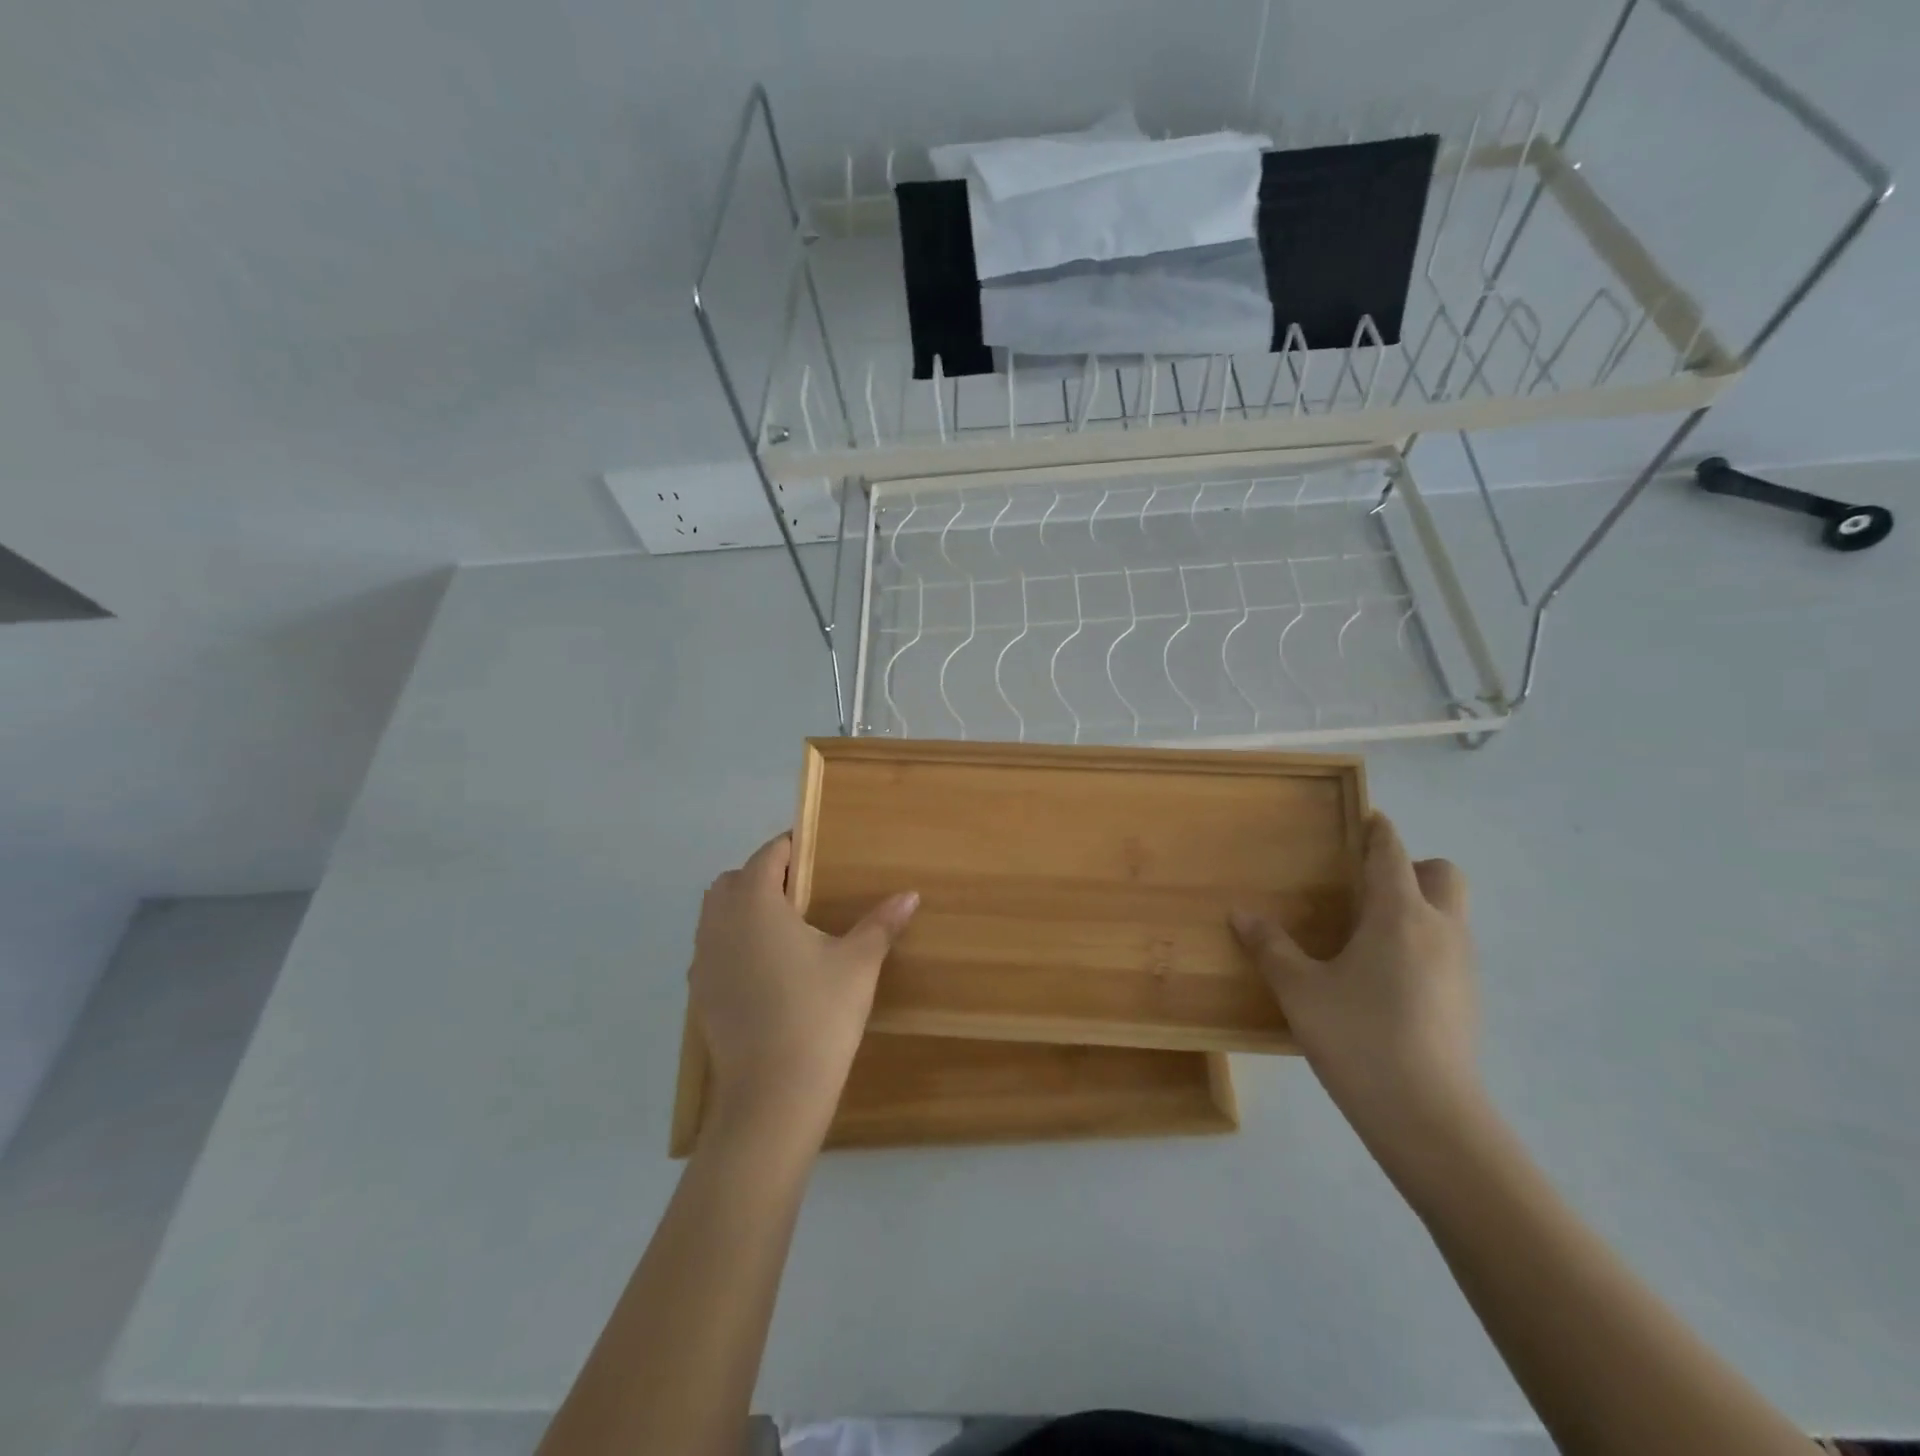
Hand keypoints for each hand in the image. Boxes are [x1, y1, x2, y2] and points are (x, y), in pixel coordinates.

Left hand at [690, 834, 918, 1139]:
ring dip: (744, 909)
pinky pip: (713, 949)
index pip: (768, 855)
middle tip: (803, 891)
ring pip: (716, 915)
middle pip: (734, 881)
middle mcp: (719, 923)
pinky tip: (767, 970)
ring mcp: (703, 960)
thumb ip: (881, 923)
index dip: (792, 847)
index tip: (817, 852)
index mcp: (754, 903)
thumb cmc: (818, 1014)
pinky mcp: (700, 994)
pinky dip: (734, 943)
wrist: (773, 1094)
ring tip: (785, 929)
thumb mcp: (858, 964)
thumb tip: (910, 894)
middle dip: (763, 875)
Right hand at [1231, 813, 1480, 1151]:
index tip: (1364, 817)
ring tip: (1367, 932)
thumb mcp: (1299, 989)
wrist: (1429, 1117)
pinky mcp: (1468, 1001)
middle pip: (1443, 874)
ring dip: (1418, 906)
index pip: (1393, 853)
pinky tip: (1385, 977)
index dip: (1378, 830)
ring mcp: (1462, 967)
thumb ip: (1270, 947)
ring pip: (1450, 914)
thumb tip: (1240, 915)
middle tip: (1366, 886)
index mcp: (1399, 915)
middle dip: (1411, 866)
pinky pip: (1448, 949)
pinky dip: (1423, 943)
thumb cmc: (1359, 1037)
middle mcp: (1440, 930)